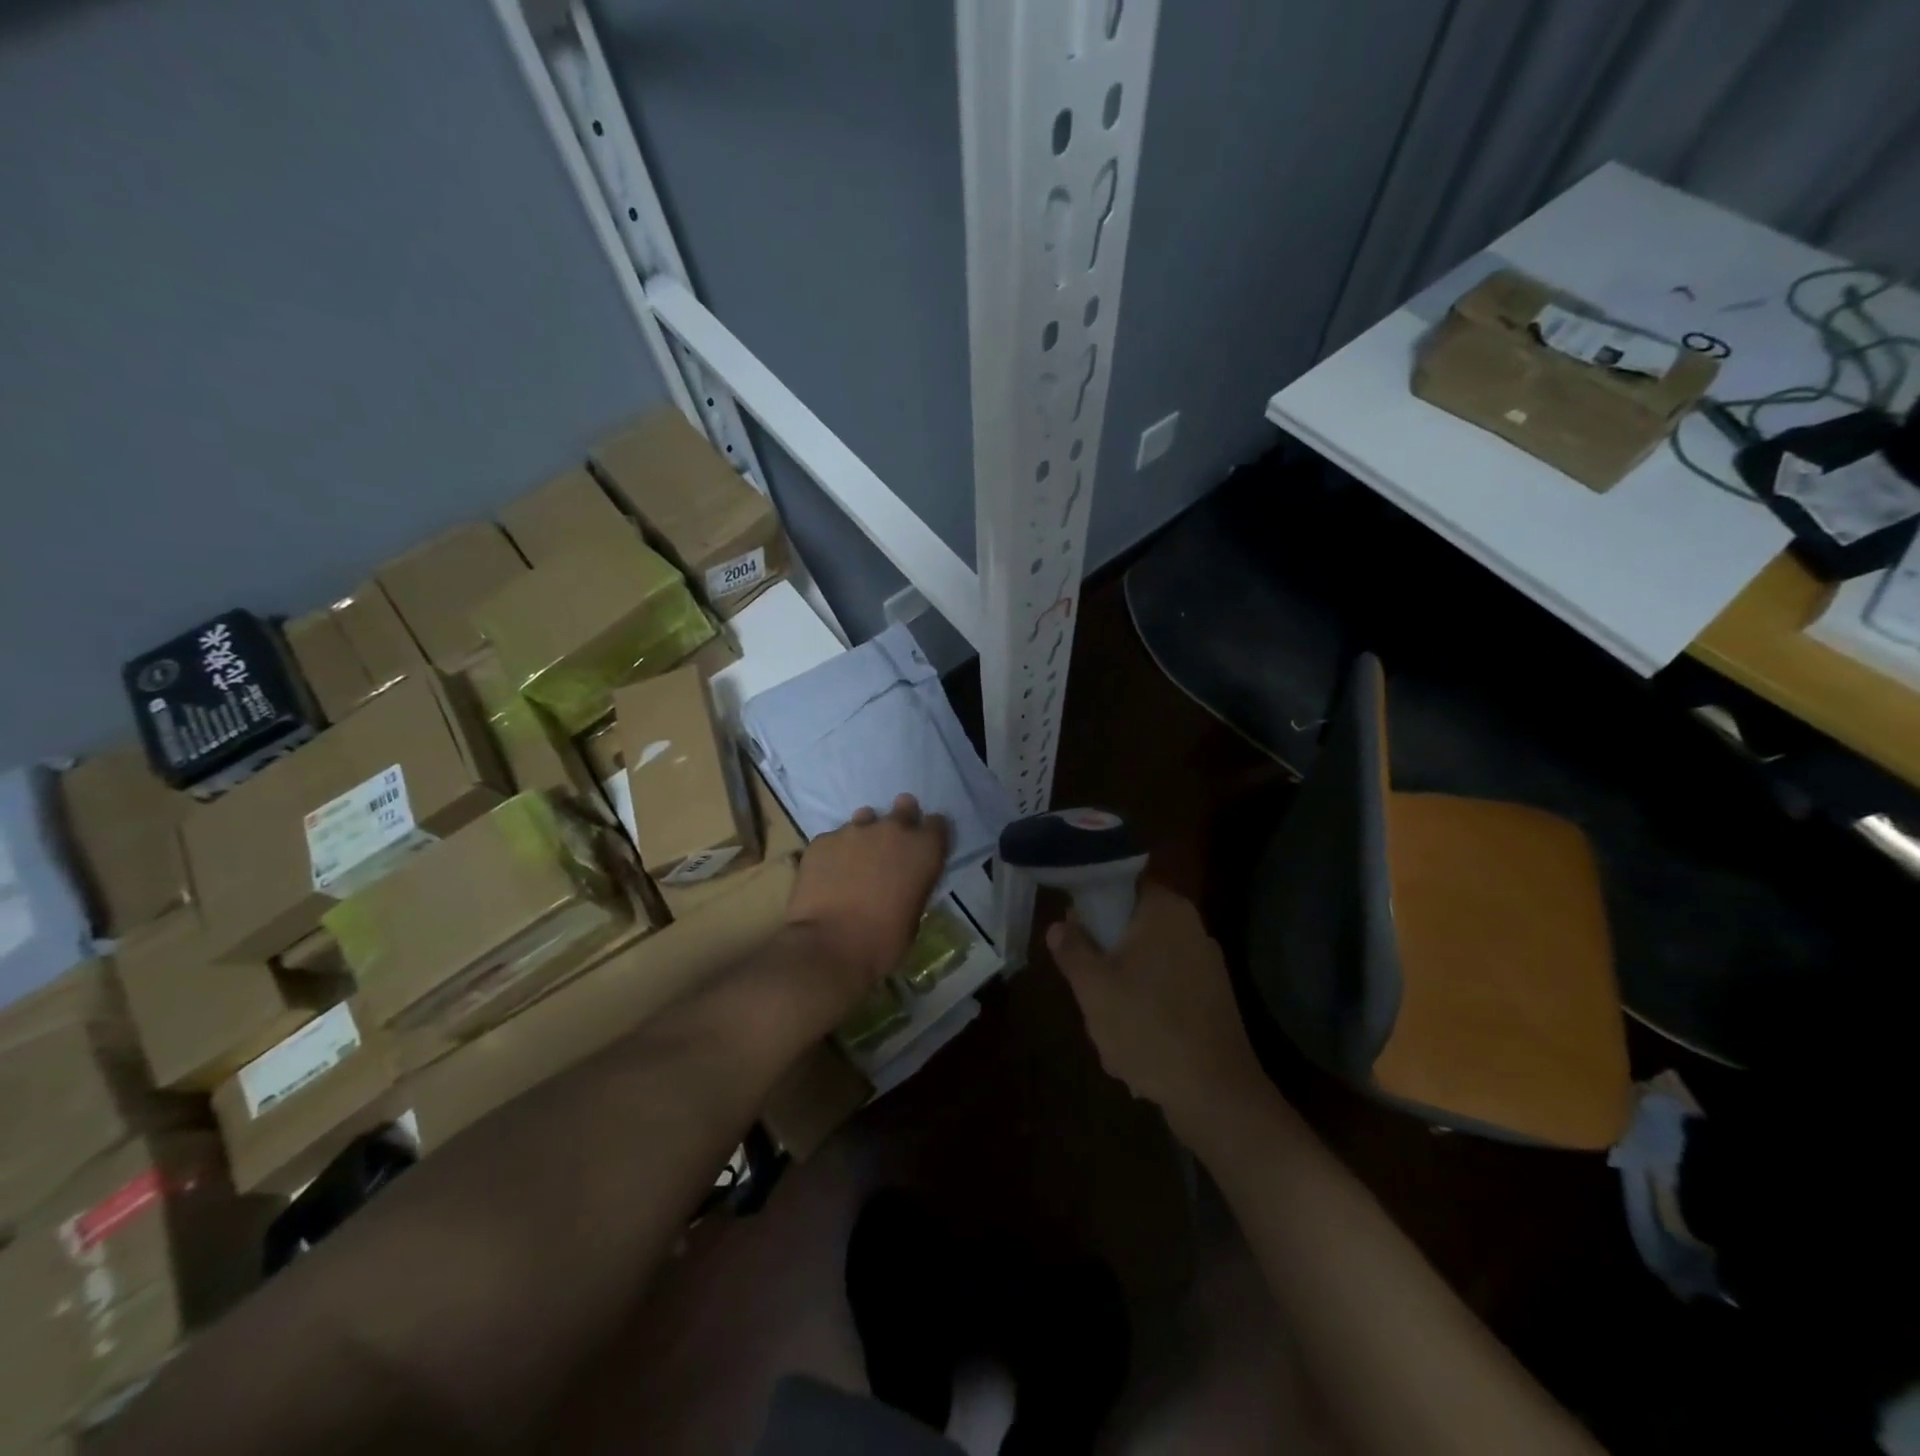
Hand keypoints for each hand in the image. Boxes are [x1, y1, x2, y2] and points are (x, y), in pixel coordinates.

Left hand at [786, 794, 948, 1004]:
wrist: (830, 945)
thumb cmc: (884, 940)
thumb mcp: (914, 914)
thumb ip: (913, 884)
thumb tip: (903, 880)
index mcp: (924, 850)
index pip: (938, 824)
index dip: (930, 834)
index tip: (923, 847)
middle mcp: (893, 830)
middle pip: (904, 807)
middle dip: (901, 819)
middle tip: (892, 842)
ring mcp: (854, 830)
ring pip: (865, 818)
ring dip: (866, 834)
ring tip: (856, 858)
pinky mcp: (823, 840)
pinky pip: (834, 838)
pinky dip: (835, 851)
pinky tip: (829, 874)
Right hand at [1048, 883, 1267, 1135]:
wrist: (1216, 1095)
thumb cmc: (1148, 1028)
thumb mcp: (1093, 987)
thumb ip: (1072, 949)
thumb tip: (1059, 925)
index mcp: (1165, 910)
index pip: (1120, 884)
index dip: (1090, 903)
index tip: (1071, 932)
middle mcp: (1190, 927)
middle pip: (1130, 926)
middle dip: (1104, 955)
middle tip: (1085, 984)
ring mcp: (1205, 964)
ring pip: (1144, 962)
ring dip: (1121, 987)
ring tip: (1107, 1024)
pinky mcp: (1211, 998)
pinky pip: (1164, 989)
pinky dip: (1145, 1008)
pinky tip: (1134, 1044)